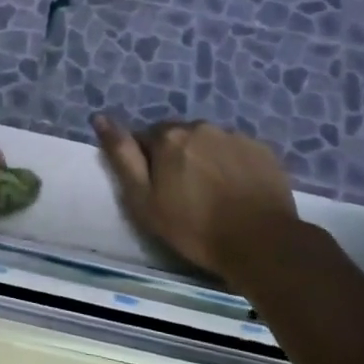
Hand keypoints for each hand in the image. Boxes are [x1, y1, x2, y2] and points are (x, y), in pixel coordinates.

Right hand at [92, 115, 299, 288]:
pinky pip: (236, 151)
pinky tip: (236, 191)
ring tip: (213, 194)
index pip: (145, 139)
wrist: (261, 244)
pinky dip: (232, 165)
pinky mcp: (263, 150)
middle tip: (184, 195)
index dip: (148, 165)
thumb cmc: (193, 227)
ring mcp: (235, 136)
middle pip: (178, 138)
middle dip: (177, 158)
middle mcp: (201, 126)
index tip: (158, 191)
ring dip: (205, 160)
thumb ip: (122, 156)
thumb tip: (100, 118)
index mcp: (168, 136)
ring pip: (209, 143)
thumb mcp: (143, 199)